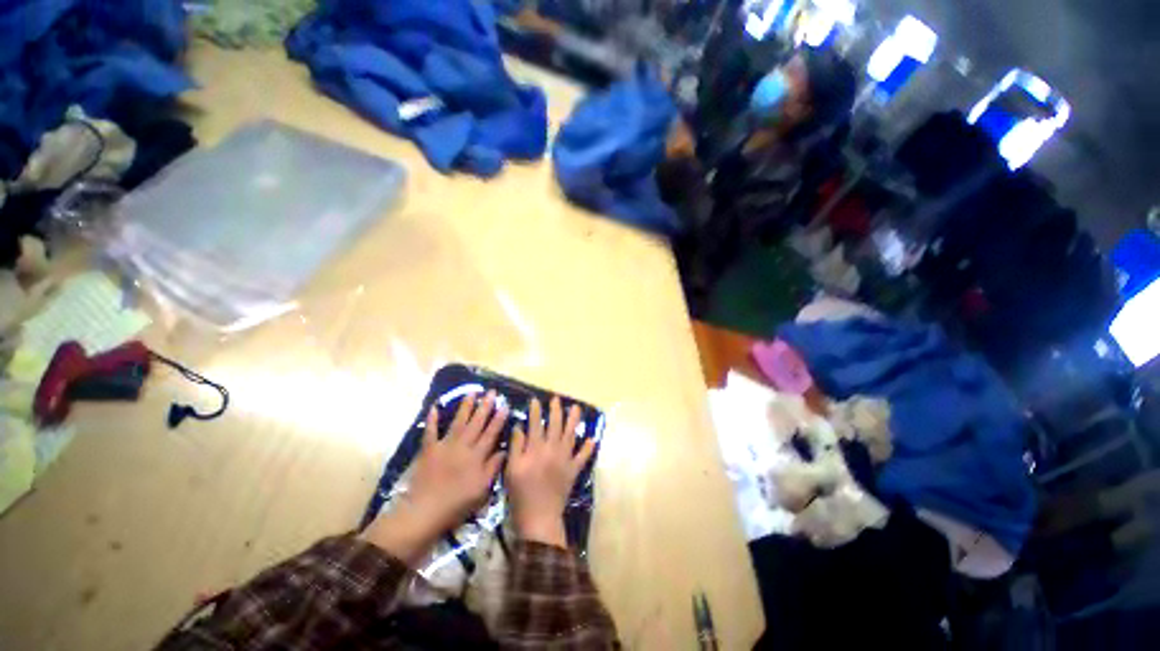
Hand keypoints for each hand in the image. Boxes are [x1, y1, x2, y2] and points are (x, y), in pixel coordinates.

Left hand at [361, 391, 507, 564]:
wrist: (424, 511)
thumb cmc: (457, 503)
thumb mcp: (482, 489)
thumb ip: (493, 467)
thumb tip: (504, 449)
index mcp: (477, 455)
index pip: (491, 432)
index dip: (499, 418)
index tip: (505, 404)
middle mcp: (463, 445)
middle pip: (476, 422)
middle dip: (485, 406)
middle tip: (492, 392)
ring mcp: (445, 445)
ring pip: (458, 422)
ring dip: (465, 406)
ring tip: (472, 392)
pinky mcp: (428, 450)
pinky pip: (431, 431)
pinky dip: (432, 419)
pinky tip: (435, 407)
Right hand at [506, 397, 596, 547]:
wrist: (539, 517)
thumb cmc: (521, 493)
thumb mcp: (512, 469)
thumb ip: (516, 446)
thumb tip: (520, 427)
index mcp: (536, 449)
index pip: (536, 424)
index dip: (535, 411)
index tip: (535, 400)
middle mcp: (552, 449)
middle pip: (555, 425)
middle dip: (556, 410)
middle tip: (556, 399)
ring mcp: (565, 459)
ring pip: (571, 435)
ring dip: (574, 421)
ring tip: (576, 408)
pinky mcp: (573, 470)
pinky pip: (582, 457)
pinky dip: (588, 448)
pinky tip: (591, 439)